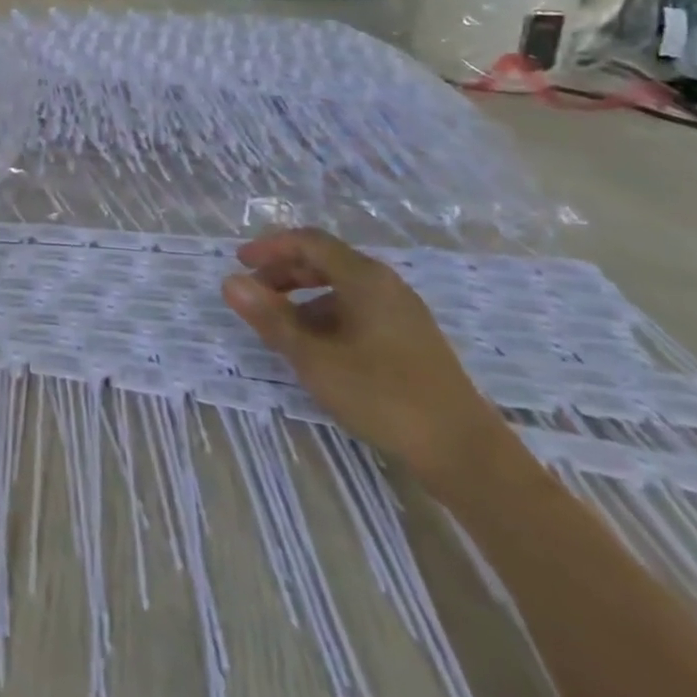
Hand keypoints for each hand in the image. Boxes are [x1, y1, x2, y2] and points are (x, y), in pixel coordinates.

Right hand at [221, 228, 502, 485]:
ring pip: (342, 289)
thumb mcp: (314, 358)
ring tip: (280, 326)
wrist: (466, 455)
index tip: (240, 263)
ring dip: (304, 298)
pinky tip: (318, 350)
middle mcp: (385, 285)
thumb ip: (270, 318)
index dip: (270, 247)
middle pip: (325, 261)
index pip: (308, 241)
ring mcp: (403, 313)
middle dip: (284, 272)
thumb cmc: (383, 395)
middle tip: (255, 294)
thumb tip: (229, 282)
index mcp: (364, 278)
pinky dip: (328, 317)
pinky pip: (359, 310)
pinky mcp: (412, 340)